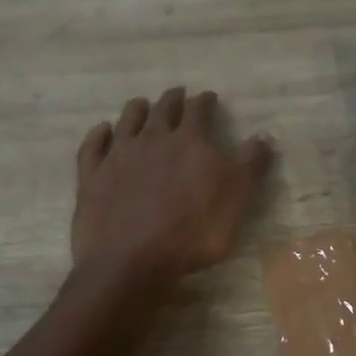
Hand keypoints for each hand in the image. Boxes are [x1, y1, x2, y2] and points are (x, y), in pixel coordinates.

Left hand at [72, 86, 273, 291]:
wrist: (131, 260)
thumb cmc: (193, 231)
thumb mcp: (237, 198)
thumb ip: (250, 163)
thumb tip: (264, 134)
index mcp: (189, 141)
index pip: (199, 111)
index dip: (205, 102)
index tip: (209, 97)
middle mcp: (152, 139)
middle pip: (162, 110)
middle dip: (172, 100)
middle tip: (177, 94)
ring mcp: (118, 156)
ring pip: (127, 121)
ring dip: (136, 110)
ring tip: (141, 104)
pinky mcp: (92, 177)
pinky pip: (93, 147)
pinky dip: (98, 135)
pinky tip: (102, 131)